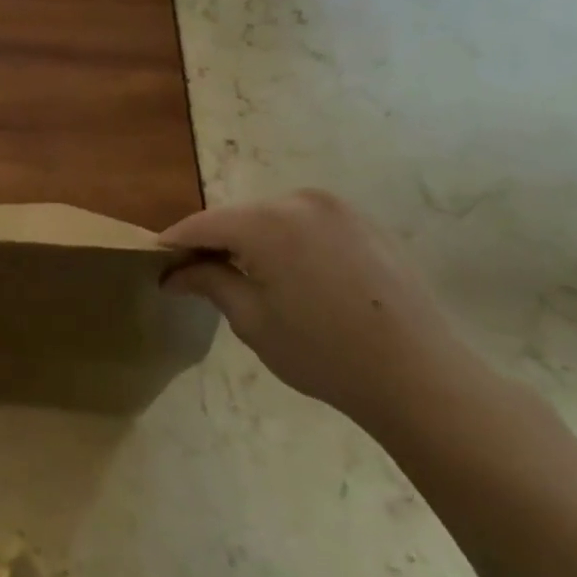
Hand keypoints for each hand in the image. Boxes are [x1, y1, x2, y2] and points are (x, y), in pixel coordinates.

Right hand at [161, 189, 483, 432]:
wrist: (420, 376)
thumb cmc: (324, 353)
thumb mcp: (252, 320)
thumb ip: (208, 283)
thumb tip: (173, 273)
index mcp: (266, 222)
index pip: (201, 224)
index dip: (174, 244)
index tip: (157, 265)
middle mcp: (299, 200)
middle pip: (237, 216)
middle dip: (214, 243)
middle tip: (199, 277)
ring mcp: (337, 208)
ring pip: (271, 218)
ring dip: (251, 241)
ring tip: (247, 279)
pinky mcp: (363, 222)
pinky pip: (306, 224)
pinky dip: (287, 242)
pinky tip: (294, 278)